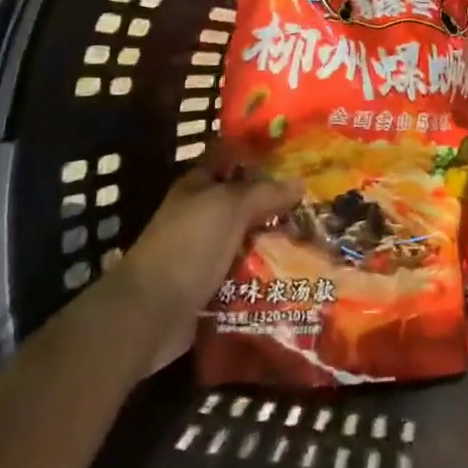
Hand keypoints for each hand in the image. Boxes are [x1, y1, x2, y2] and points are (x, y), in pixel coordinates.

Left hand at [110, 157, 298, 372]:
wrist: (150, 313)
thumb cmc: (188, 246)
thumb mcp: (229, 207)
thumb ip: (264, 192)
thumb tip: (299, 182)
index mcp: (198, 186)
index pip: (231, 159)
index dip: (260, 154)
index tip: (297, 155)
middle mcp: (200, 215)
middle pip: (244, 202)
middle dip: (277, 203)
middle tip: (317, 202)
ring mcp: (204, 253)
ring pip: (247, 239)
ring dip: (275, 242)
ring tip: (316, 239)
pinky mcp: (210, 287)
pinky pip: (245, 274)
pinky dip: (265, 274)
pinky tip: (297, 273)